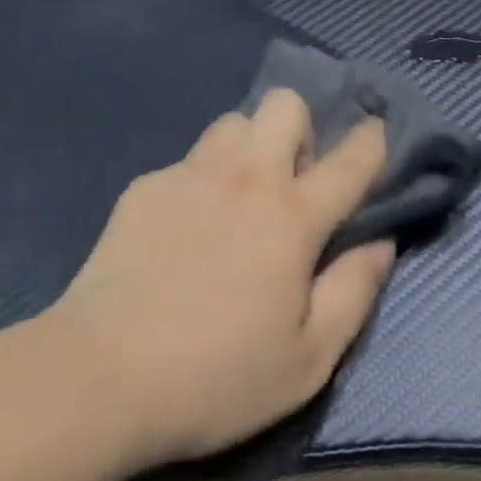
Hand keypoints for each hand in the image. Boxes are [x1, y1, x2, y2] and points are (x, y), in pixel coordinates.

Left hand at [51, 91, 394, 469]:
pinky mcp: (147, 185)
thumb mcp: (306, 361)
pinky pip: (188, 161)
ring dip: (249, 148)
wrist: (100, 376)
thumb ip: (354, 293)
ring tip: (237, 198)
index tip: (376, 130)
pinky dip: (200, 182)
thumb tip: (381, 243)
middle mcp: (246, 176)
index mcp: (292, 215)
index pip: (350, 159)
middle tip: (291, 183)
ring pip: (234, 122)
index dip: (371, 139)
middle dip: (300, 129)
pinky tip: (182, 232)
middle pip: (285, 104)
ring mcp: (191, 173)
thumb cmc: (215, 377)